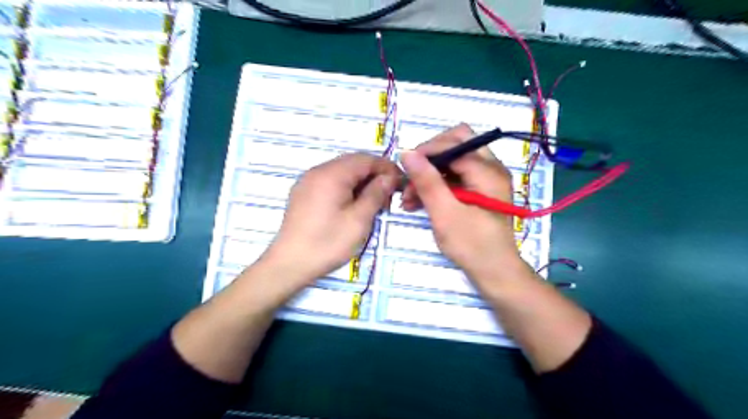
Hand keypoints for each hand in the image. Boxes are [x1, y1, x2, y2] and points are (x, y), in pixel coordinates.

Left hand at [264, 152, 403, 285]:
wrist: (289, 263)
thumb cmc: (328, 242)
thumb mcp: (359, 220)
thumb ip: (376, 194)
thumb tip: (388, 178)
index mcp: (332, 174)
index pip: (365, 159)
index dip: (385, 167)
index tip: (400, 182)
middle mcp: (317, 171)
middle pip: (352, 163)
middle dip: (373, 174)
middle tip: (388, 194)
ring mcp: (307, 181)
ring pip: (341, 172)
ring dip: (360, 181)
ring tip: (372, 201)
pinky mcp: (303, 193)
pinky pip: (330, 181)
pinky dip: (346, 187)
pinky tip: (352, 204)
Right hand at [400, 122, 520, 282]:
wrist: (495, 272)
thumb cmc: (472, 245)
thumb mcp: (445, 214)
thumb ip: (427, 181)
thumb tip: (407, 153)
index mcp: (488, 171)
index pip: (454, 144)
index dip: (427, 152)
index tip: (405, 169)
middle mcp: (491, 168)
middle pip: (457, 144)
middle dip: (430, 158)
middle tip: (411, 177)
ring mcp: (487, 179)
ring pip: (453, 161)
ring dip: (430, 174)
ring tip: (409, 198)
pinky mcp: (480, 191)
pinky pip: (456, 177)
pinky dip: (437, 185)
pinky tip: (419, 202)